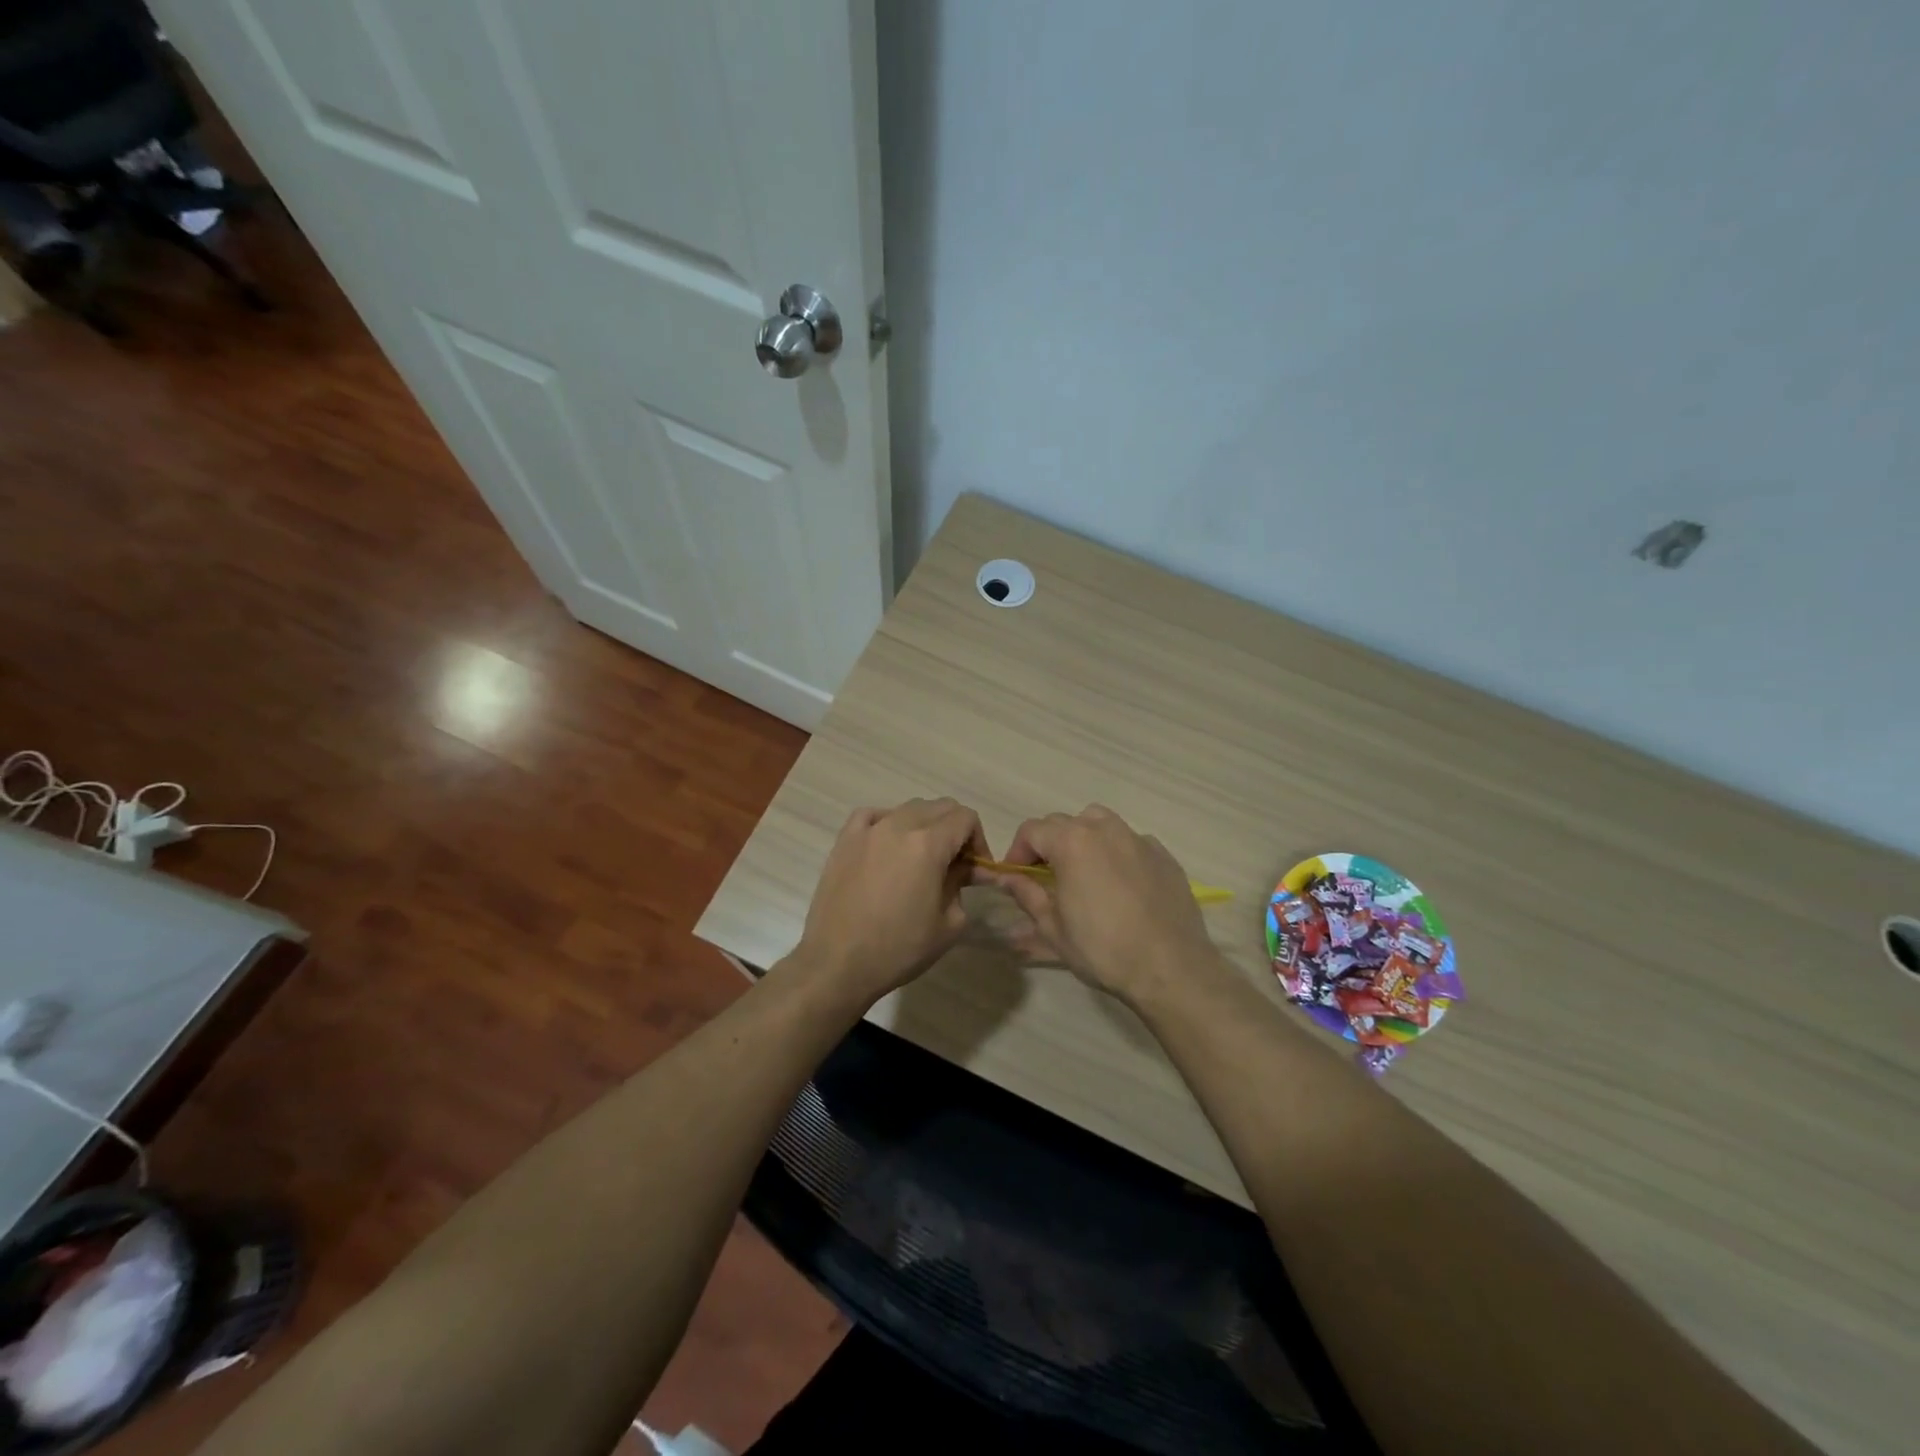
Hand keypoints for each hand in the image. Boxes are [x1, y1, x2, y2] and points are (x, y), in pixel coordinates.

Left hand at [793, 798, 988, 1005]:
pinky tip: (888, 845)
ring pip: (908, 809)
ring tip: (921, 858)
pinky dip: (889, 822)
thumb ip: (961, 885)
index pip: (965, 818)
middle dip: (955, 830)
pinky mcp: (845, 840)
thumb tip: (962, 869)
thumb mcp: (949, 923)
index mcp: (928, 844)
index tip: (975, 868)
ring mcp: (868, 830)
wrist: (838, 963)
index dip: (978, 840)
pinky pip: (873, 815)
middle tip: (954, 864)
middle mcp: (898, 825)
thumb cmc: (899, 949)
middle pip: (939, 807)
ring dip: (924, 825)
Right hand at [981, 805, 1218, 1006]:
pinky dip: (1116, 853)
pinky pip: (1130, 841)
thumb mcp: (1053, 928)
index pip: (1032, 830)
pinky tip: (1120, 885)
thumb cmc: (1103, 950)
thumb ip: (1027, 895)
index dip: (1017, 851)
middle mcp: (1105, 829)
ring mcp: (1138, 839)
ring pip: (1100, 823)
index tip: (1016, 877)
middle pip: (1064, 822)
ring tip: (1083, 872)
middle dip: (1048, 845)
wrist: (1171, 968)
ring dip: (1083, 839)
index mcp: (1072, 842)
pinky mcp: (1163, 854)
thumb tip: (1007, 878)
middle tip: (1046, 879)